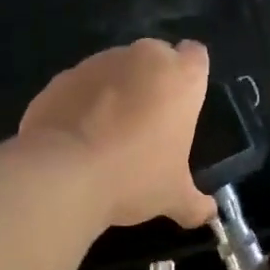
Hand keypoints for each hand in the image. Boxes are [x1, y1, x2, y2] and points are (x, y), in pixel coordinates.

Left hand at [19, 39, 216, 228]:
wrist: (62, 174)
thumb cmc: (135, 176)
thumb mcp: (173, 196)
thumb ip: (195, 202)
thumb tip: (208, 214)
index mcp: (180, 77)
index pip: (195, 55)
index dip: (190, 76)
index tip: (182, 103)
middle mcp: (142, 58)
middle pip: (155, 57)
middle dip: (152, 81)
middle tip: (148, 123)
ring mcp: (97, 63)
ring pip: (115, 68)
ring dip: (116, 90)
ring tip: (107, 134)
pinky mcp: (61, 78)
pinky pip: (81, 86)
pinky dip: (82, 103)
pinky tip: (77, 138)